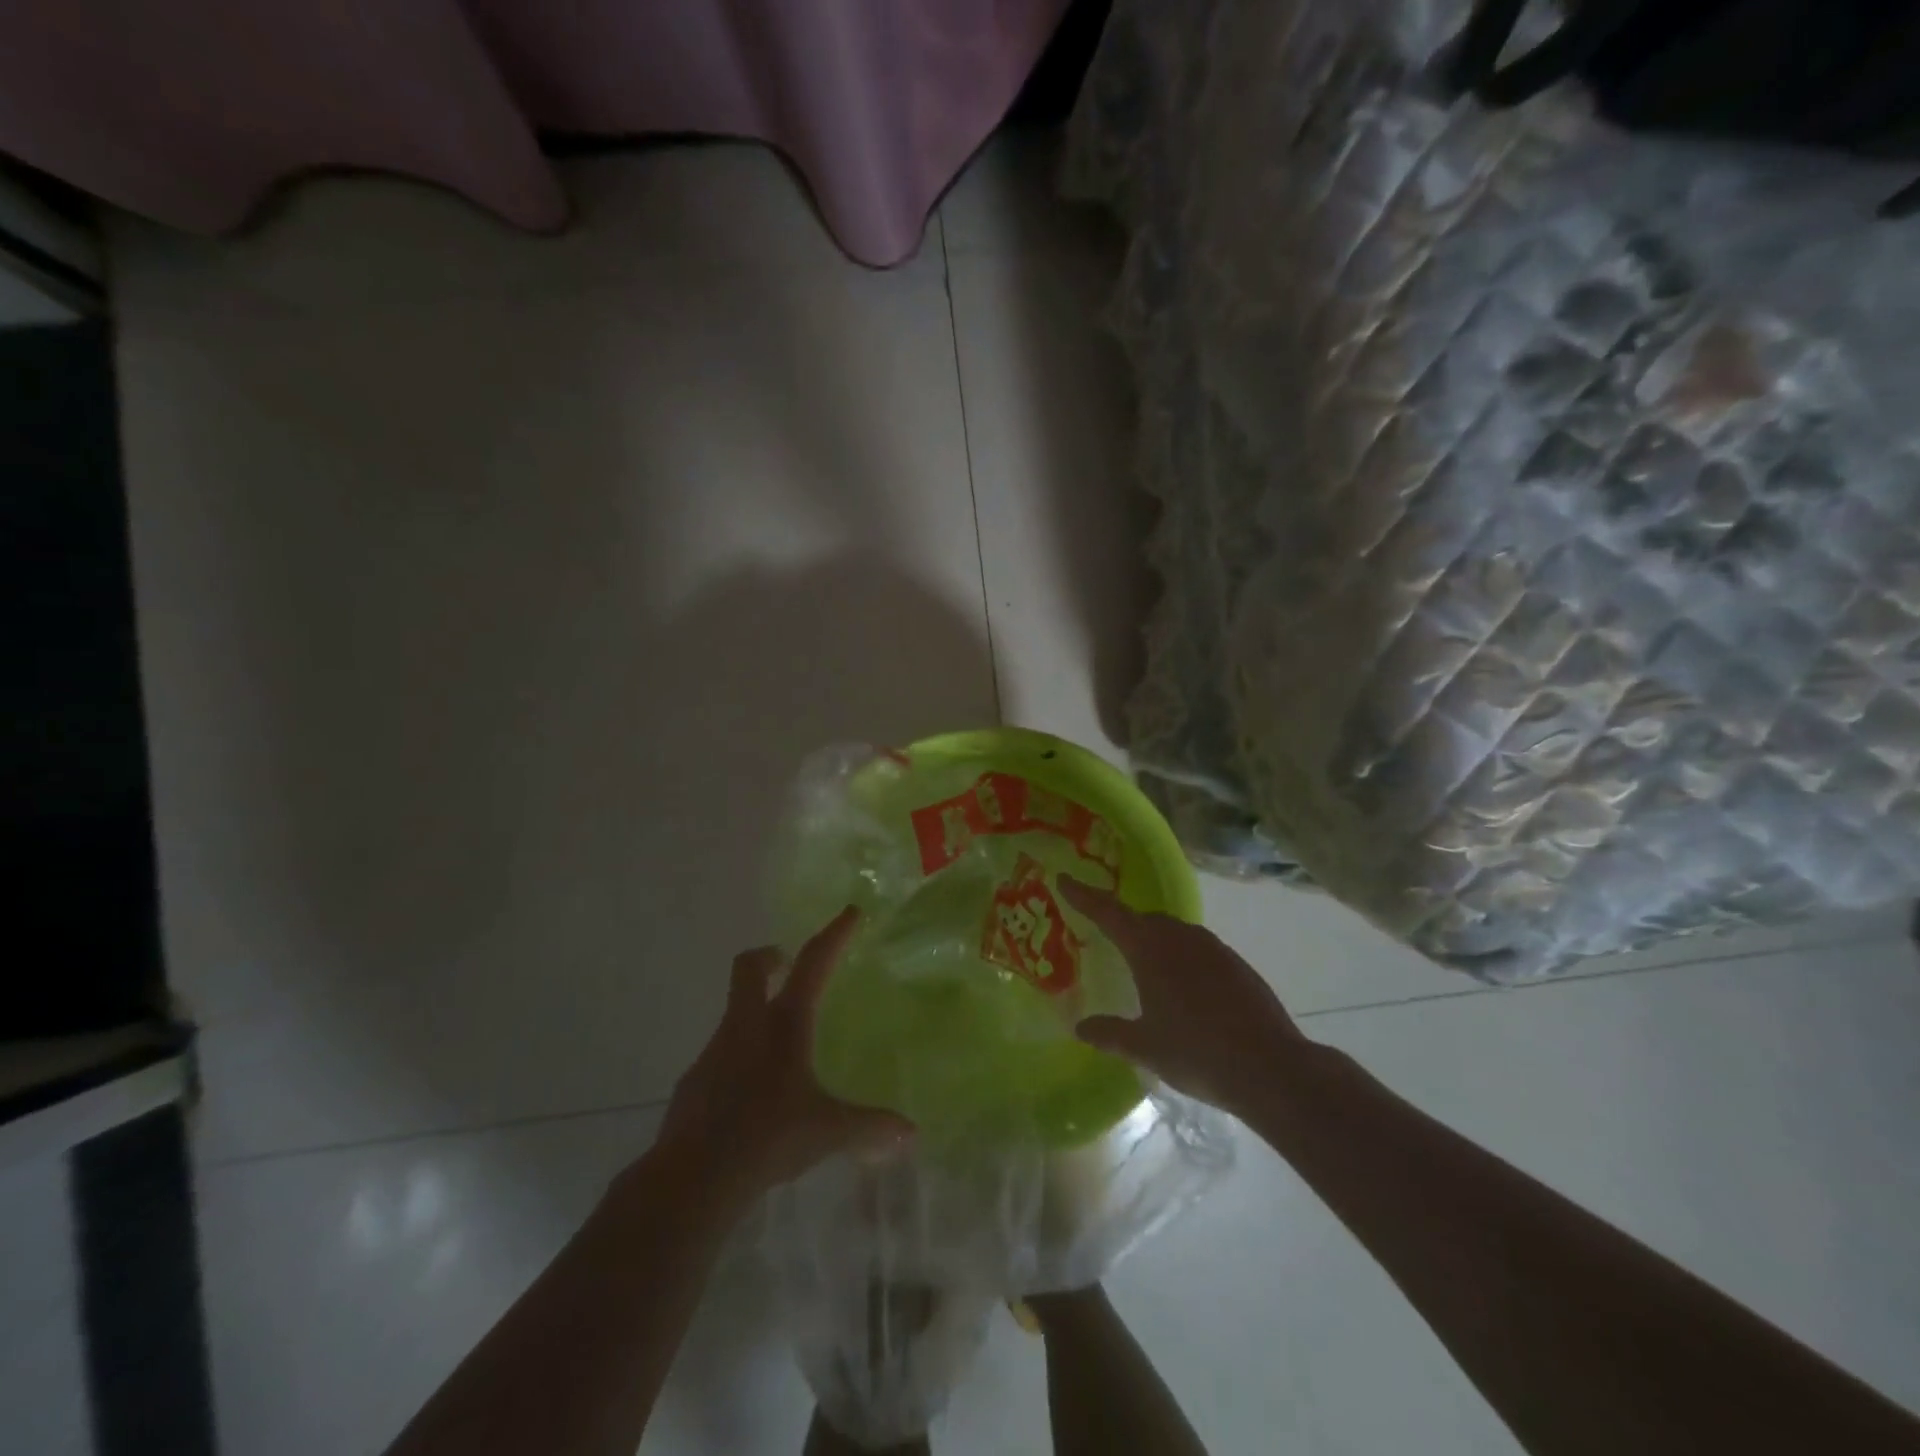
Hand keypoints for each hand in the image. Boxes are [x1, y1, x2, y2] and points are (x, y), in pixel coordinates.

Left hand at [652, 907, 910, 1209]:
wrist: (691, 1179)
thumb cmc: (767, 1138)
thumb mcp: (827, 1132)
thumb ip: (870, 1127)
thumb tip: (911, 1132)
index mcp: (783, 1025)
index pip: (813, 964)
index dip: (833, 935)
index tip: (849, 912)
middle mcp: (746, 1026)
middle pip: (748, 968)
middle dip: (770, 957)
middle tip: (788, 964)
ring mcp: (714, 1051)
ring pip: (735, 1013)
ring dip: (756, 1012)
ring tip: (782, 1045)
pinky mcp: (694, 1081)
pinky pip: (722, 1053)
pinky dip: (740, 1056)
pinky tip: (755, 1091)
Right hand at [1061, 878, 1307, 1118]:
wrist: (1272, 1067)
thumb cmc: (1197, 1052)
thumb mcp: (1145, 1047)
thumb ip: (1110, 1034)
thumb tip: (1080, 1028)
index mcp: (1149, 948)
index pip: (1108, 912)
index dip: (1083, 896)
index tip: (1063, 879)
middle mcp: (1180, 937)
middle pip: (1142, 919)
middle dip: (1121, 923)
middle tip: (1103, 935)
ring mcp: (1212, 947)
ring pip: (1173, 932)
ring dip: (1153, 940)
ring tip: (1143, 965)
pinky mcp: (1236, 964)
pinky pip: (1197, 949)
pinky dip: (1181, 957)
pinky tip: (1183, 988)